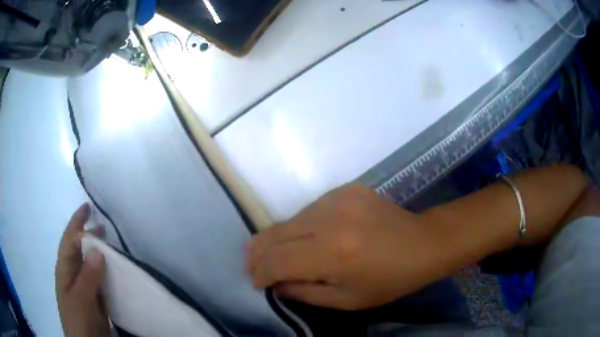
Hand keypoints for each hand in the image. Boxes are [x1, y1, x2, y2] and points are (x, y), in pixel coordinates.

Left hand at [55, 204, 110, 336]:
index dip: (76, 222)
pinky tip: (115, 270)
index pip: (69, 241)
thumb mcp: (80, 300)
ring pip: (90, 264)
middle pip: (79, 249)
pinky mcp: (94, 299)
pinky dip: (106, 271)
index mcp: (65, 271)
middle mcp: (73, 275)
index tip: (88, 207)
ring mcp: (84, 288)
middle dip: (88, 235)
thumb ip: (87, 276)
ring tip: (111, 246)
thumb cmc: (78, 321)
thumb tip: (97, 249)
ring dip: (99, 253)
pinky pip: (100, 279)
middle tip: (103, 226)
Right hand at [247, 184, 446, 310]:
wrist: (424, 242)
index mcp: (333, 254)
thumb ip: (305, 293)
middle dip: (257, 253)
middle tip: (253, 266)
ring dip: (278, 239)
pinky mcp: (346, 189)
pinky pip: (310, 210)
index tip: (255, 282)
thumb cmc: (390, 280)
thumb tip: (276, 285)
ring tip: (277, 254)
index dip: (260, 272)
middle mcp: (330, 219)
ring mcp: (338, 198)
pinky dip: (302, 226)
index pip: (277, 261)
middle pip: (274, 233)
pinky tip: (309, 238)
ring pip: (289, 219)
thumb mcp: (348, 300)